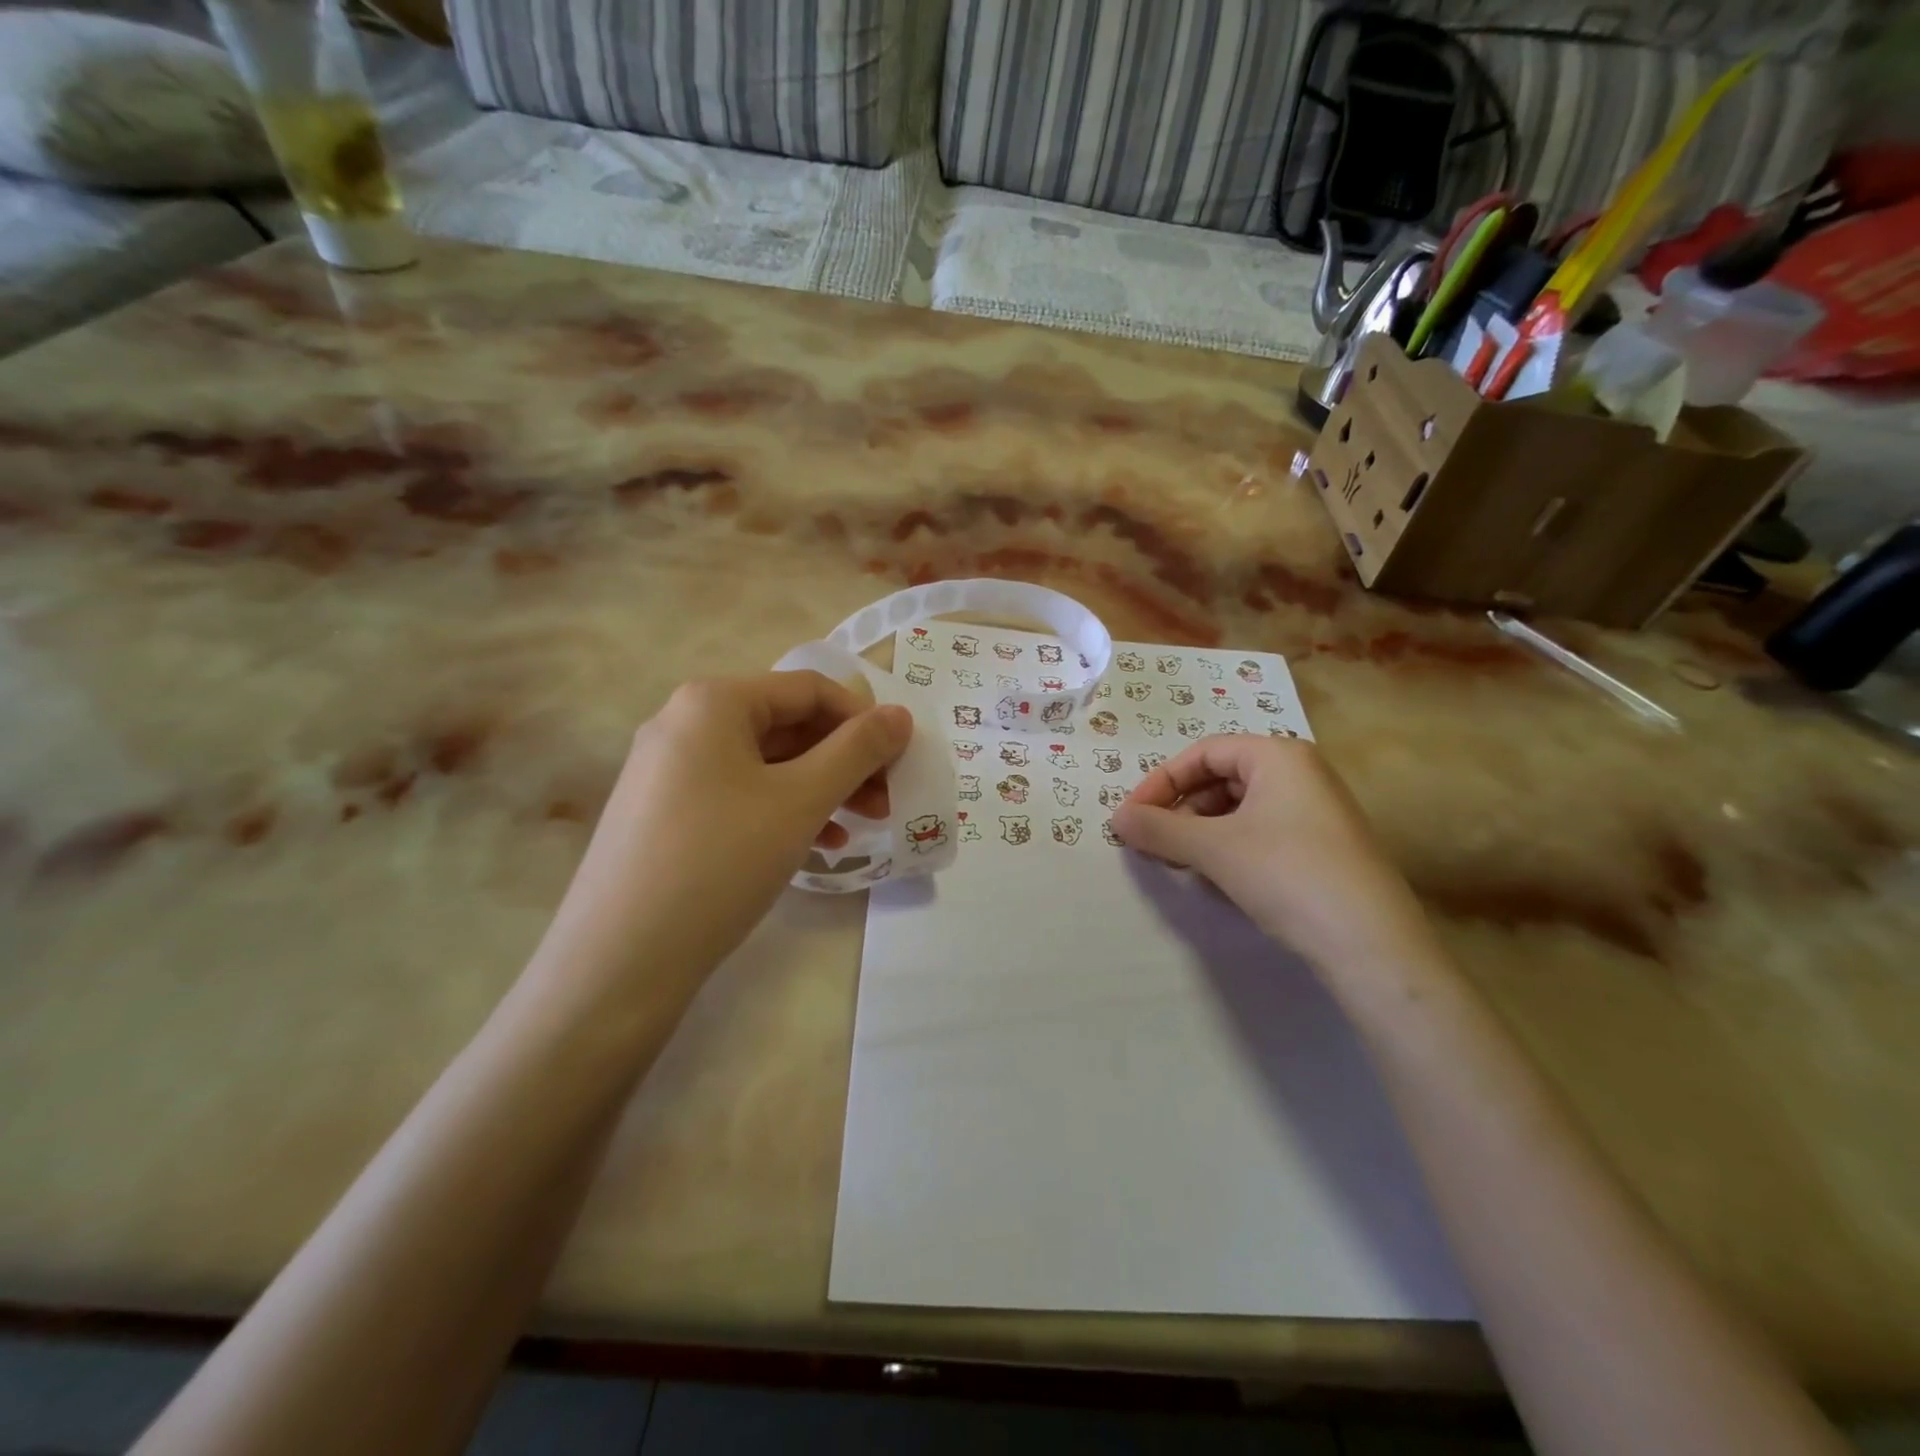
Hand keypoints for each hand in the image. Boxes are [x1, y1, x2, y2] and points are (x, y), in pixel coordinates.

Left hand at [531, 672, 910, 1002]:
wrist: (619, 960)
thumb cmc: (720, 861)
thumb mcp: (801, 800)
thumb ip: (857, 751)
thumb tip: (901, 715)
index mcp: (713, 701)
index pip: (810, 689)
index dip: (864, 720)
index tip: (900, 761)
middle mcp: (684, 722)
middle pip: (787, 725)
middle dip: (845, 760)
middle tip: (886, 801)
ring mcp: (668, 769)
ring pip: (766, 764)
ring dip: (821, 788)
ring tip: (859, 827)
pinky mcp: (664, 813)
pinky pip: (739, 794)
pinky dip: (783, 811)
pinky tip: (815, 846)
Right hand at [1114, 735, 1437, 974]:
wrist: (1371, 945)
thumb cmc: (1286, 875)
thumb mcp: (1213, 848)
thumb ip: (1159, 828)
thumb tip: (1116, 819)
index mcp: (1279, 756)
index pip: (1203, 753)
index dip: (1161, 782)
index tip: (1131, 816)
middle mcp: (1301, 773)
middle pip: (1221, 779)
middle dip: (1180, 809)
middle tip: (1153, 843)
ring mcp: (1316, 811)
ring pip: (1239, 809)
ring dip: (1201, 832)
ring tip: (1180, 864)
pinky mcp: (1323, 847)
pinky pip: (1261, 833)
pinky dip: (1229, 848)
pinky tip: (1217, 879)